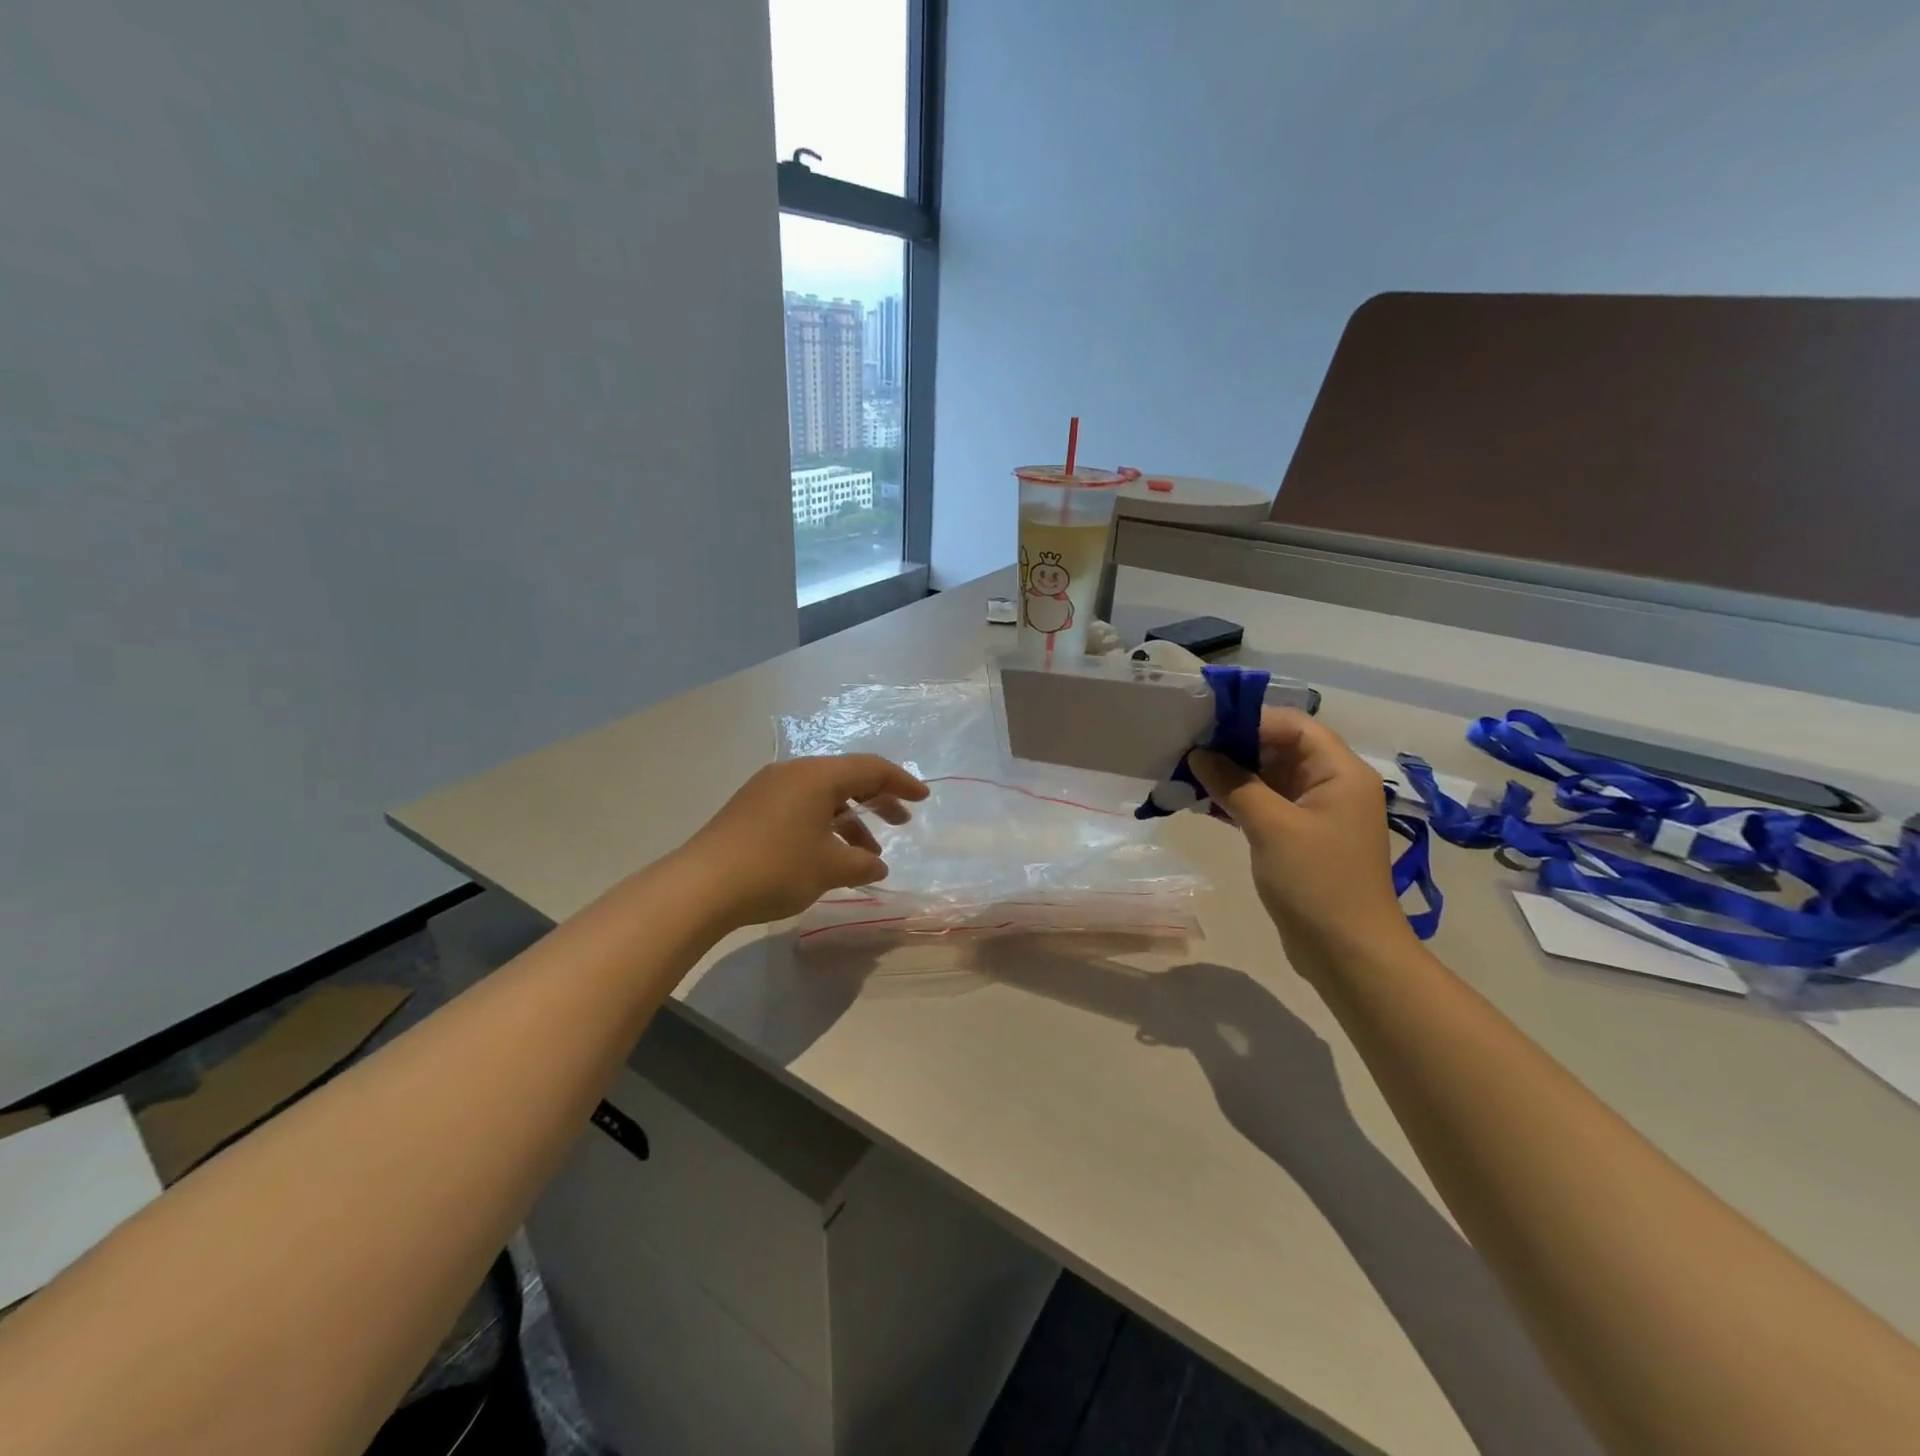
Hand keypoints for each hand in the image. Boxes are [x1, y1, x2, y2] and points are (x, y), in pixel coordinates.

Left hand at [677, 755, 929, 929]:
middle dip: (877, 800)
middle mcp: (793, 773)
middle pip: (847, 778)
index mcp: (817, 776)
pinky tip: (829, 855)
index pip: (871, 768)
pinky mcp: (752, 808)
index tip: (923, 799)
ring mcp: (768, 789)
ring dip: (849, 820)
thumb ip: (862, 863)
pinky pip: (801, 806)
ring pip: (822, 795)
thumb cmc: (775, 868)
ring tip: (866, 854)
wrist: (701, 886)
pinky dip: (823, 825)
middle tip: (900, 823)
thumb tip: (877, 864)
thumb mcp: (829, 868)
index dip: (901, 783)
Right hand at [1189, 711, 1414, 978]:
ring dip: (1230, 776)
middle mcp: (1331, 785)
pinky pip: (1265, 805)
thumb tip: (1199, 754)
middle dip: (1233, 748)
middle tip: (1186, 751)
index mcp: (1339, 772)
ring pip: (1268, 778)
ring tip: (1185, 776)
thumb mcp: (1271, 827)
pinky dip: (1237, 801)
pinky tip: (1201, 803)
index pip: (1292, 725)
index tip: (1204, 729)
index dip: (1249, 721)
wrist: (1349, 954)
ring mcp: (1316, 813)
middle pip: (1279, 748)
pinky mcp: (1300, 838)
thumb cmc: (1317, 882)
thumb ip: (1234, 784)